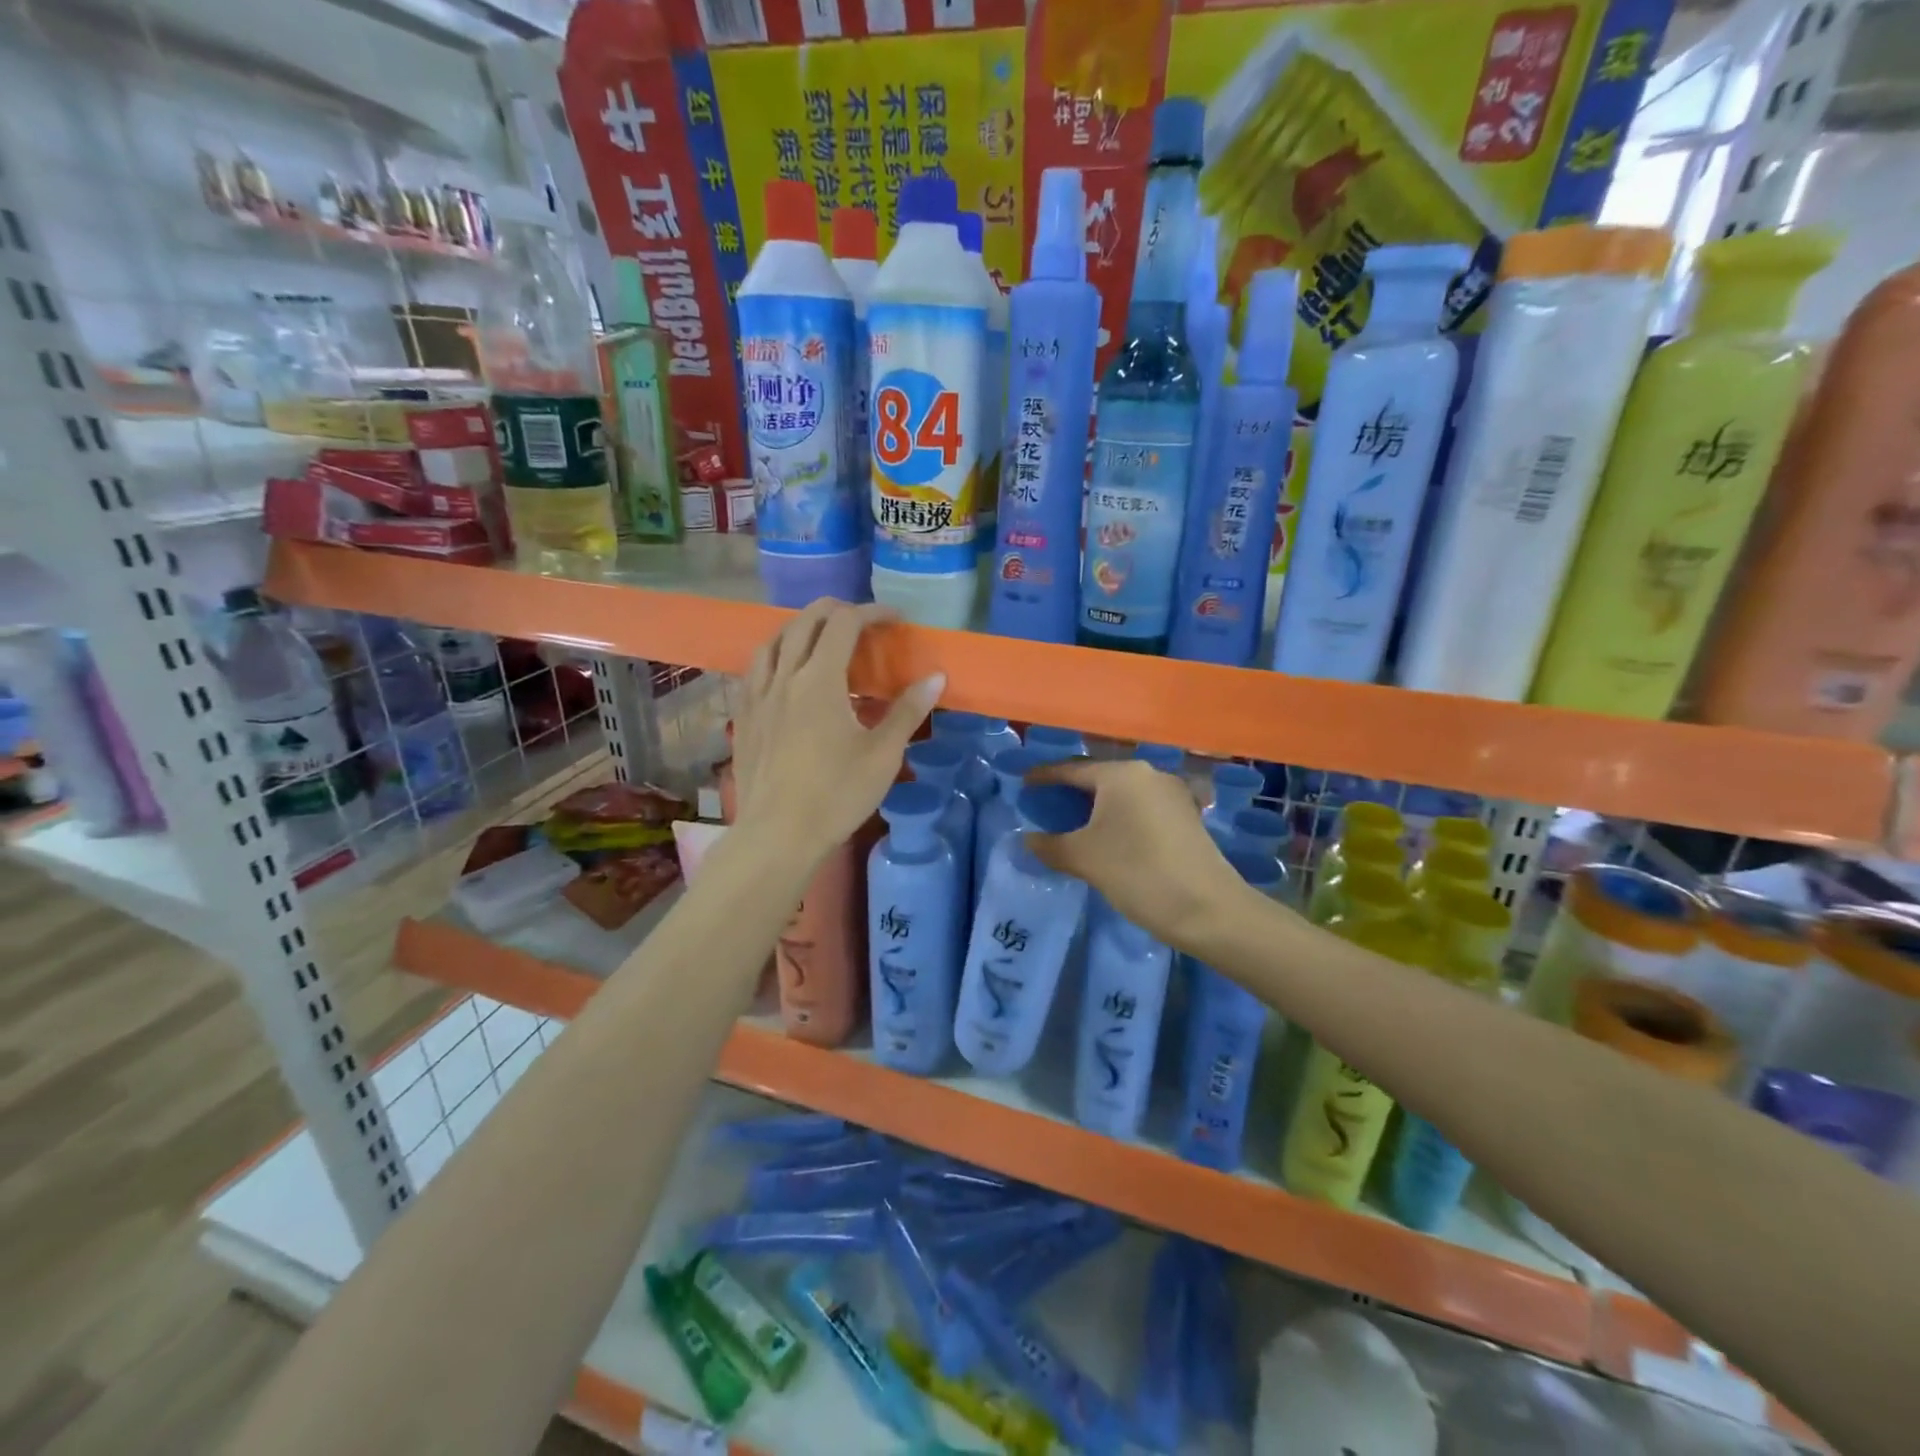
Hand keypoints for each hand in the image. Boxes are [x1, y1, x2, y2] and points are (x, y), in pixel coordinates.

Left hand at [732, 601, 942, 864]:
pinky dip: (775, 655)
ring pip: (773, 641)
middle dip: (836, 610)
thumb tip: (936, 677)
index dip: (871, 612)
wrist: (778, 836)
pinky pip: (755, 669)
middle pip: (805, 622)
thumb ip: (907, 711)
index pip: (844, 624)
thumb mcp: (882, 754)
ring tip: (821, 638)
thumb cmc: (837, 795)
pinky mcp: (743, 716)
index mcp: (820, 680)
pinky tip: (784, 673)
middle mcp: (784, 677)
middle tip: (862, 621)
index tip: (894, 619)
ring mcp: (757, 695)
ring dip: (801, 627)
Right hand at [1023, 757, 1248, 948]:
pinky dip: (1121, 817)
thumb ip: (1049, 845)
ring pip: (1123, 794)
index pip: (1071, 769)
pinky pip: (1142, 808)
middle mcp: (1148, 774)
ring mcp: (1173, 794)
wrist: (1208, 909)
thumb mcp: (1084, 858)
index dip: (1045, 776)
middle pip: (1099, 778)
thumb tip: (1027, 839)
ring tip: (1075, 823)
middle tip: (1046, 806)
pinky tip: (1111, 837)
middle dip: (1071, 791)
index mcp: (1121, 774)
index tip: (1024, 784)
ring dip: (1098, 806)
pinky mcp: (1187, 816)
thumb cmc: (1138, 872)